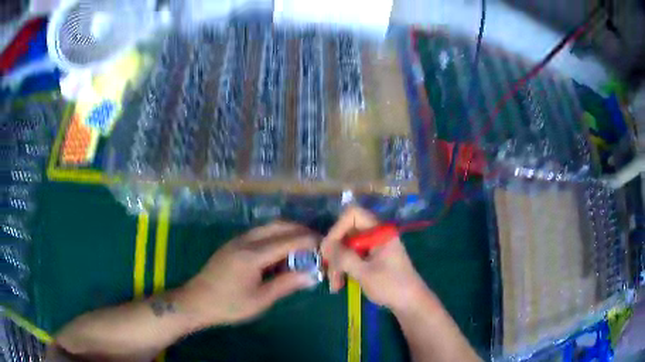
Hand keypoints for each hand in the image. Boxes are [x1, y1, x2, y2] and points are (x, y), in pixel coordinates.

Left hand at [177, 222, 319, 327]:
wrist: (196, 302)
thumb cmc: (229, 305)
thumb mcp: (260, 300)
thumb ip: (286, 284)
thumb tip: (311, 275)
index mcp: (252, 255)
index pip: (287, 241)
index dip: (308, 241)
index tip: (325, 244)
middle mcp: (245, 241)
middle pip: (277, 226)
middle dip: (299, 230)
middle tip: (316, 242)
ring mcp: (237, 241)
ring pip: (267, 228)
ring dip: (286, 232)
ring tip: (301, 247)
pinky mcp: (232, 245)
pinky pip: (258, 234)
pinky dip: (274, 237)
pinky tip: (279, 253)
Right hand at [321, 207, 430, 310]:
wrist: (410, 303)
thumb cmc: (391, 286)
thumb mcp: (364, 273)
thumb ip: (343, 257)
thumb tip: (324, 245)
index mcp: (379, 231)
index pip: (353, 215)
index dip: (337, 228)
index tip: (328, 250)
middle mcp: (376, 235)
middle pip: (347, 232)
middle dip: (334, 253)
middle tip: (327, 271)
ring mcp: (374, 247)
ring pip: (346, 247)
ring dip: (337, 264)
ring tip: (334, 285)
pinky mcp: (372, 259)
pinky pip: (352, 257)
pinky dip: (344, 269)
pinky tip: (339, 285)